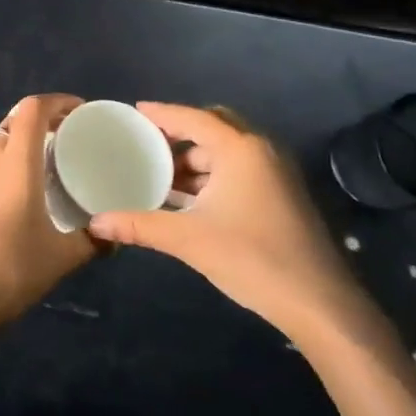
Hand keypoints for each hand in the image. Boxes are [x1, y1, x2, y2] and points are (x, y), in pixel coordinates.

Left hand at [0, 93, 93, 334]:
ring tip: (34, 189)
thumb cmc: (10, 270)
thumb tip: (115, 236)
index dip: (56, 102)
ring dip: (13, 162)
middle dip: (36, 133)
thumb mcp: (60, 259)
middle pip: (11, 130)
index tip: (77, 112)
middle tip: (61, 153)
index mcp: (15, 166)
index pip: (31, 110)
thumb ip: (92, 242)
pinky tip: (3, 218)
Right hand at [87, 103, 380, 343]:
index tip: (134, 112)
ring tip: (161, 175)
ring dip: (196, 158)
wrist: (319, 303)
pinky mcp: (282, 195)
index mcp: (240, 150)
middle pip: (214, 126)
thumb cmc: (252, 259)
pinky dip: (213, 175)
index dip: (162, 113)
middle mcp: (260, 151)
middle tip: (148, 143)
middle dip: (181, 132)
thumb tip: (96, 222)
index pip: (193, 118)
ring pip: (228, 151)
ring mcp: (276, 173)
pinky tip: (189, 198)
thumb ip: (140, 225)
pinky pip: (240, 169)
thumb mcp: (188, 240)